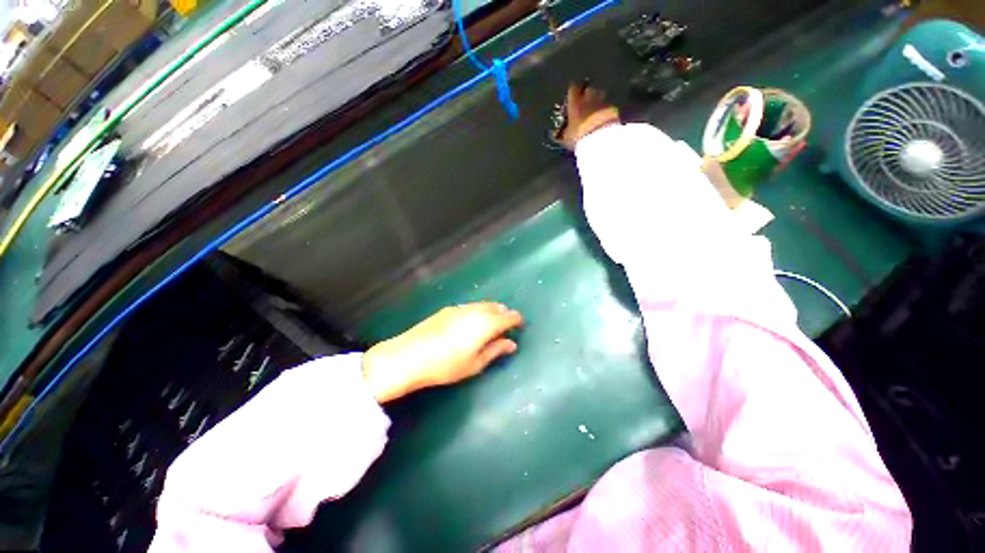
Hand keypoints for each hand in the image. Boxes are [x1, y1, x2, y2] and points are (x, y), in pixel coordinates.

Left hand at [362, 302, 523, 402]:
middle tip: (506, 326)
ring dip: (491, 311)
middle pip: (496, 307)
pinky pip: (471, 306)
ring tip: (490, 324)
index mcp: (486, 323)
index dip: (517, 319)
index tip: (520, 325)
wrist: (409, 356)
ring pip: (483, 305)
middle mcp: (475, 310)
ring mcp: (460, 308)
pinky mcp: (448, 309)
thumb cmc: (446, 365)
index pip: (508, 316)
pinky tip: (471, 323)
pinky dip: (478, 311)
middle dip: (504, 314)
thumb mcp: (475, 363)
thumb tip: (512, 344)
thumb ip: (495, 350)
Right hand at [558, 82, 620, 149]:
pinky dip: (605, 109)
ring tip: (594, 111)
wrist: (600, 138)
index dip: (573, 92)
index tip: (572, 98)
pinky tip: (602, 119)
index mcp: (575, 102)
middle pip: (589, 88)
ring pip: (600, 95)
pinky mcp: (613, 108)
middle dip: (587, 94)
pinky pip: (607, 105)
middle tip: (584, 104)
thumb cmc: (579, 136)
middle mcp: (589, 97)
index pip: (573, 88)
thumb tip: (555, 133)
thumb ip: (562, 133)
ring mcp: (602, 101)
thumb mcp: (566, 138)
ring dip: (597, 100)